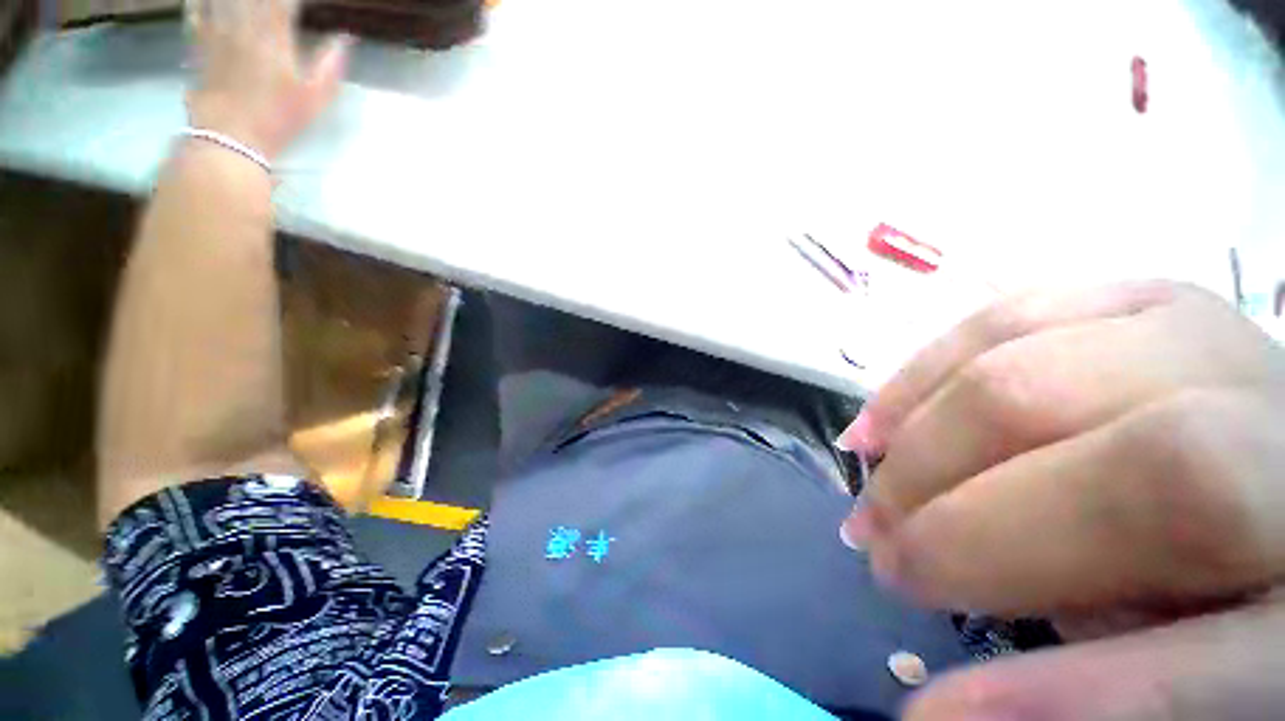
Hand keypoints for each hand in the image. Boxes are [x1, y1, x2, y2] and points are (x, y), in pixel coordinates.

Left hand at [186, 0, 350, 159]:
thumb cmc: (278, 119)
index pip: (285, 2)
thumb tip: (345, 39)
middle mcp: (244, 26)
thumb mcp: (315, 98)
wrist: (230, 136)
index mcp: (275, 38)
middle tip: (273, 2)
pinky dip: (200, 1)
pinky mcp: (198, 43)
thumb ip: (330, 65)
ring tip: (246, 2)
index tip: (300, 3)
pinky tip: (204, 0)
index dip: (292, 0)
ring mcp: (217, 32)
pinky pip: (197, 10)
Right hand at [835, 282, 1284, 718]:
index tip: (926, 708)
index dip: (1061, 696)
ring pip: (1040, 365)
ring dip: (920, 427)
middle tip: (877, 546)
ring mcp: (1223, 339)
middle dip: (960, 520)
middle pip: (1142, 469)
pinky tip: (888, 407)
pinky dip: (928, 365)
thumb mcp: (1198, 672)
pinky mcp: (1155, 300)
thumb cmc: (1246, 586)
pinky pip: (1017, 313)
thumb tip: (943, 708)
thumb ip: (1095, 691)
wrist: (1273, 467)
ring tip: (865, 464)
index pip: (1214, 664)